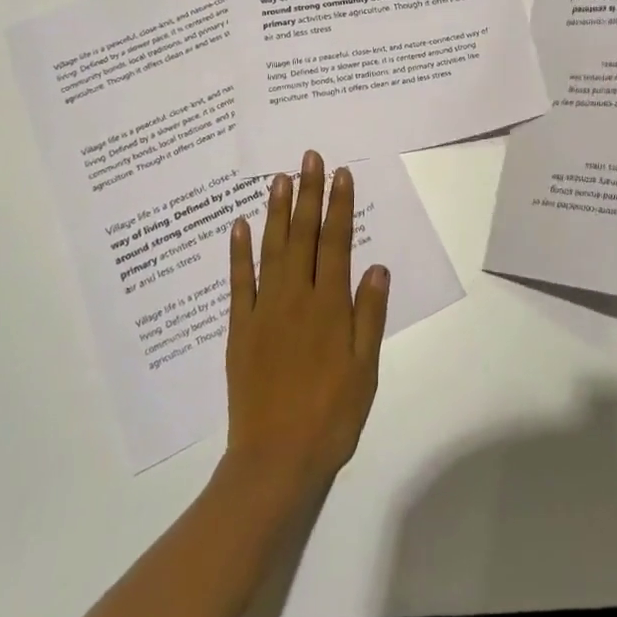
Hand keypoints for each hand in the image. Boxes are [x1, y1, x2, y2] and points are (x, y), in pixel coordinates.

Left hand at [222, 151, 389, 507]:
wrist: (276, 460)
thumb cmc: (331, 415)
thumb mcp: (365, 369)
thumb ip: (369, 314)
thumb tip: (377, 266)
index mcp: (330, 307)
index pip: (337, 243)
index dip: (339, 206)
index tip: (341, 173)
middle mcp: (296, 298)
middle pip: (303, 236)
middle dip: (308, 194)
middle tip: (308, 157)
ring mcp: (264, 311)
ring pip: (272, 250)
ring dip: (276, 212)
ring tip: (279, 178)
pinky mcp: (240, 329)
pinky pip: (239, 282)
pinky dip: (239, 252)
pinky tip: (239, 225)